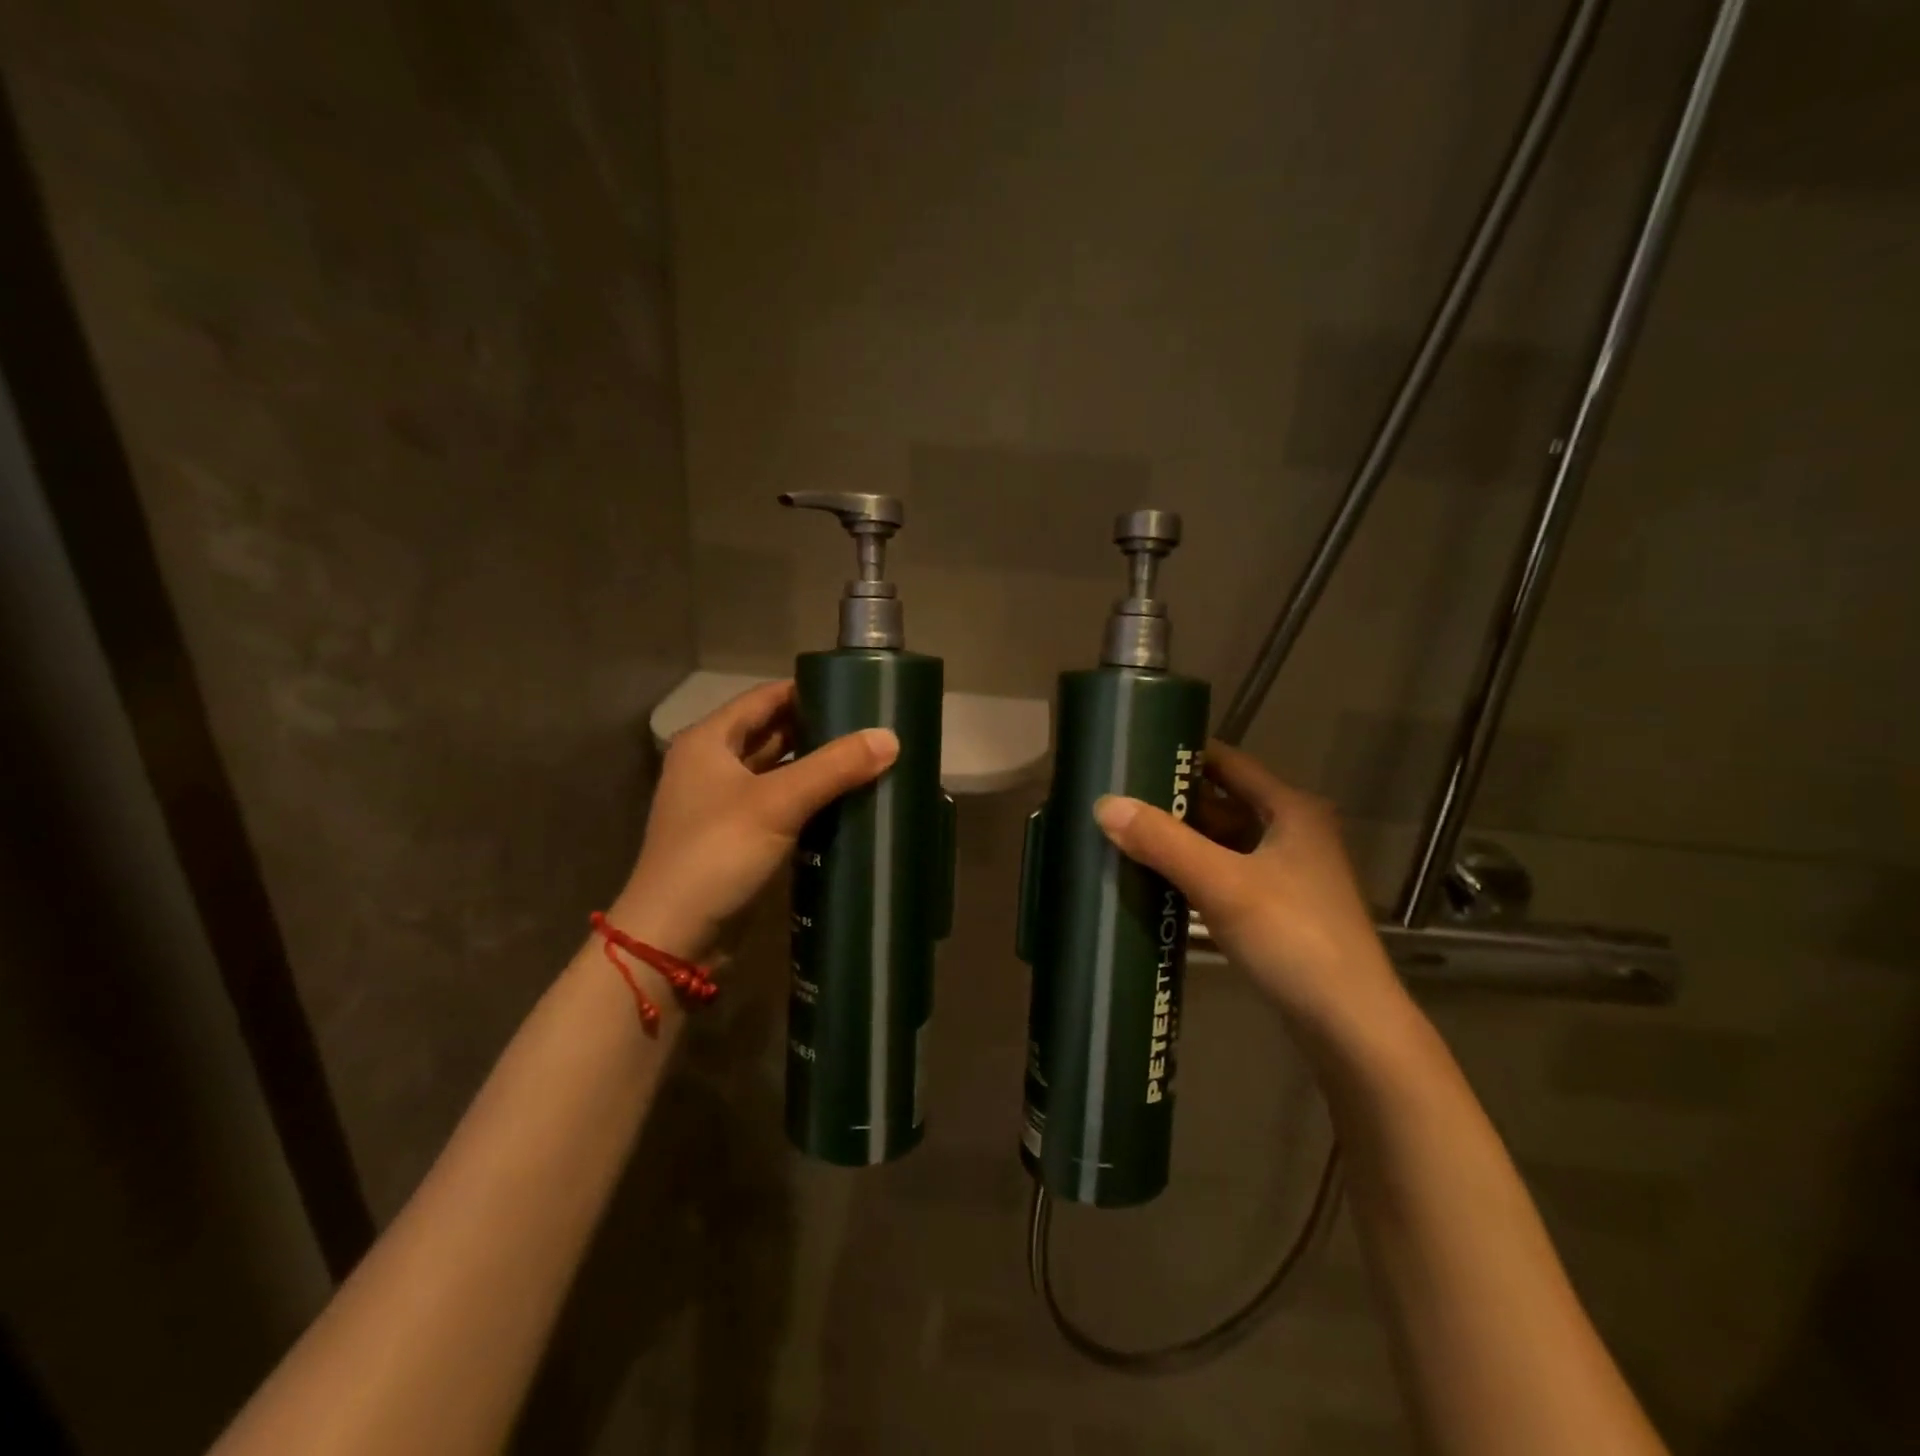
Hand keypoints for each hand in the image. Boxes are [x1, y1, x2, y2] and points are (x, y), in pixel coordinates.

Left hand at [612, 680, 897, 960]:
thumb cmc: (717, 854)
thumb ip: (834, 767)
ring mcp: (723, 805)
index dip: (808, 691)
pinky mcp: (737, 840)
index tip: (857, 691)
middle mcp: (712, 766)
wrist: (674, 938)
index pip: (765, 698)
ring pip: (778, 772)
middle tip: (872, 728)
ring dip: (816, 768)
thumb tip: (891, 738)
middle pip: (772, 733)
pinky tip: (846, 803)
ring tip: (868, 760)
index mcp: (709, 741)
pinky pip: (780, 807)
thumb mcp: (777, 803)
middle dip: (819, 730)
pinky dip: (808, 801)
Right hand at [1092, 741, 1404, 1042]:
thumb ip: (1163, 842)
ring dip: (1183, 839)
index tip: (1135, 752)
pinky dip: (1196, 871)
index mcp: (1292, 810)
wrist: (1350, 1026)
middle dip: (1174, 801)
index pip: (1229, 763)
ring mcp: (1289, 874)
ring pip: (1225, 842)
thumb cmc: (1293, 938)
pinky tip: (1158, 879)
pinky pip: (1228, 874)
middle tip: (1119, 797)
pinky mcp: (1280, 910)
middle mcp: (1295, 833)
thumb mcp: (1222, 884)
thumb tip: (1104, 804)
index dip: (1184, 755)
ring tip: (1127, 834)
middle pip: (1224, 803)